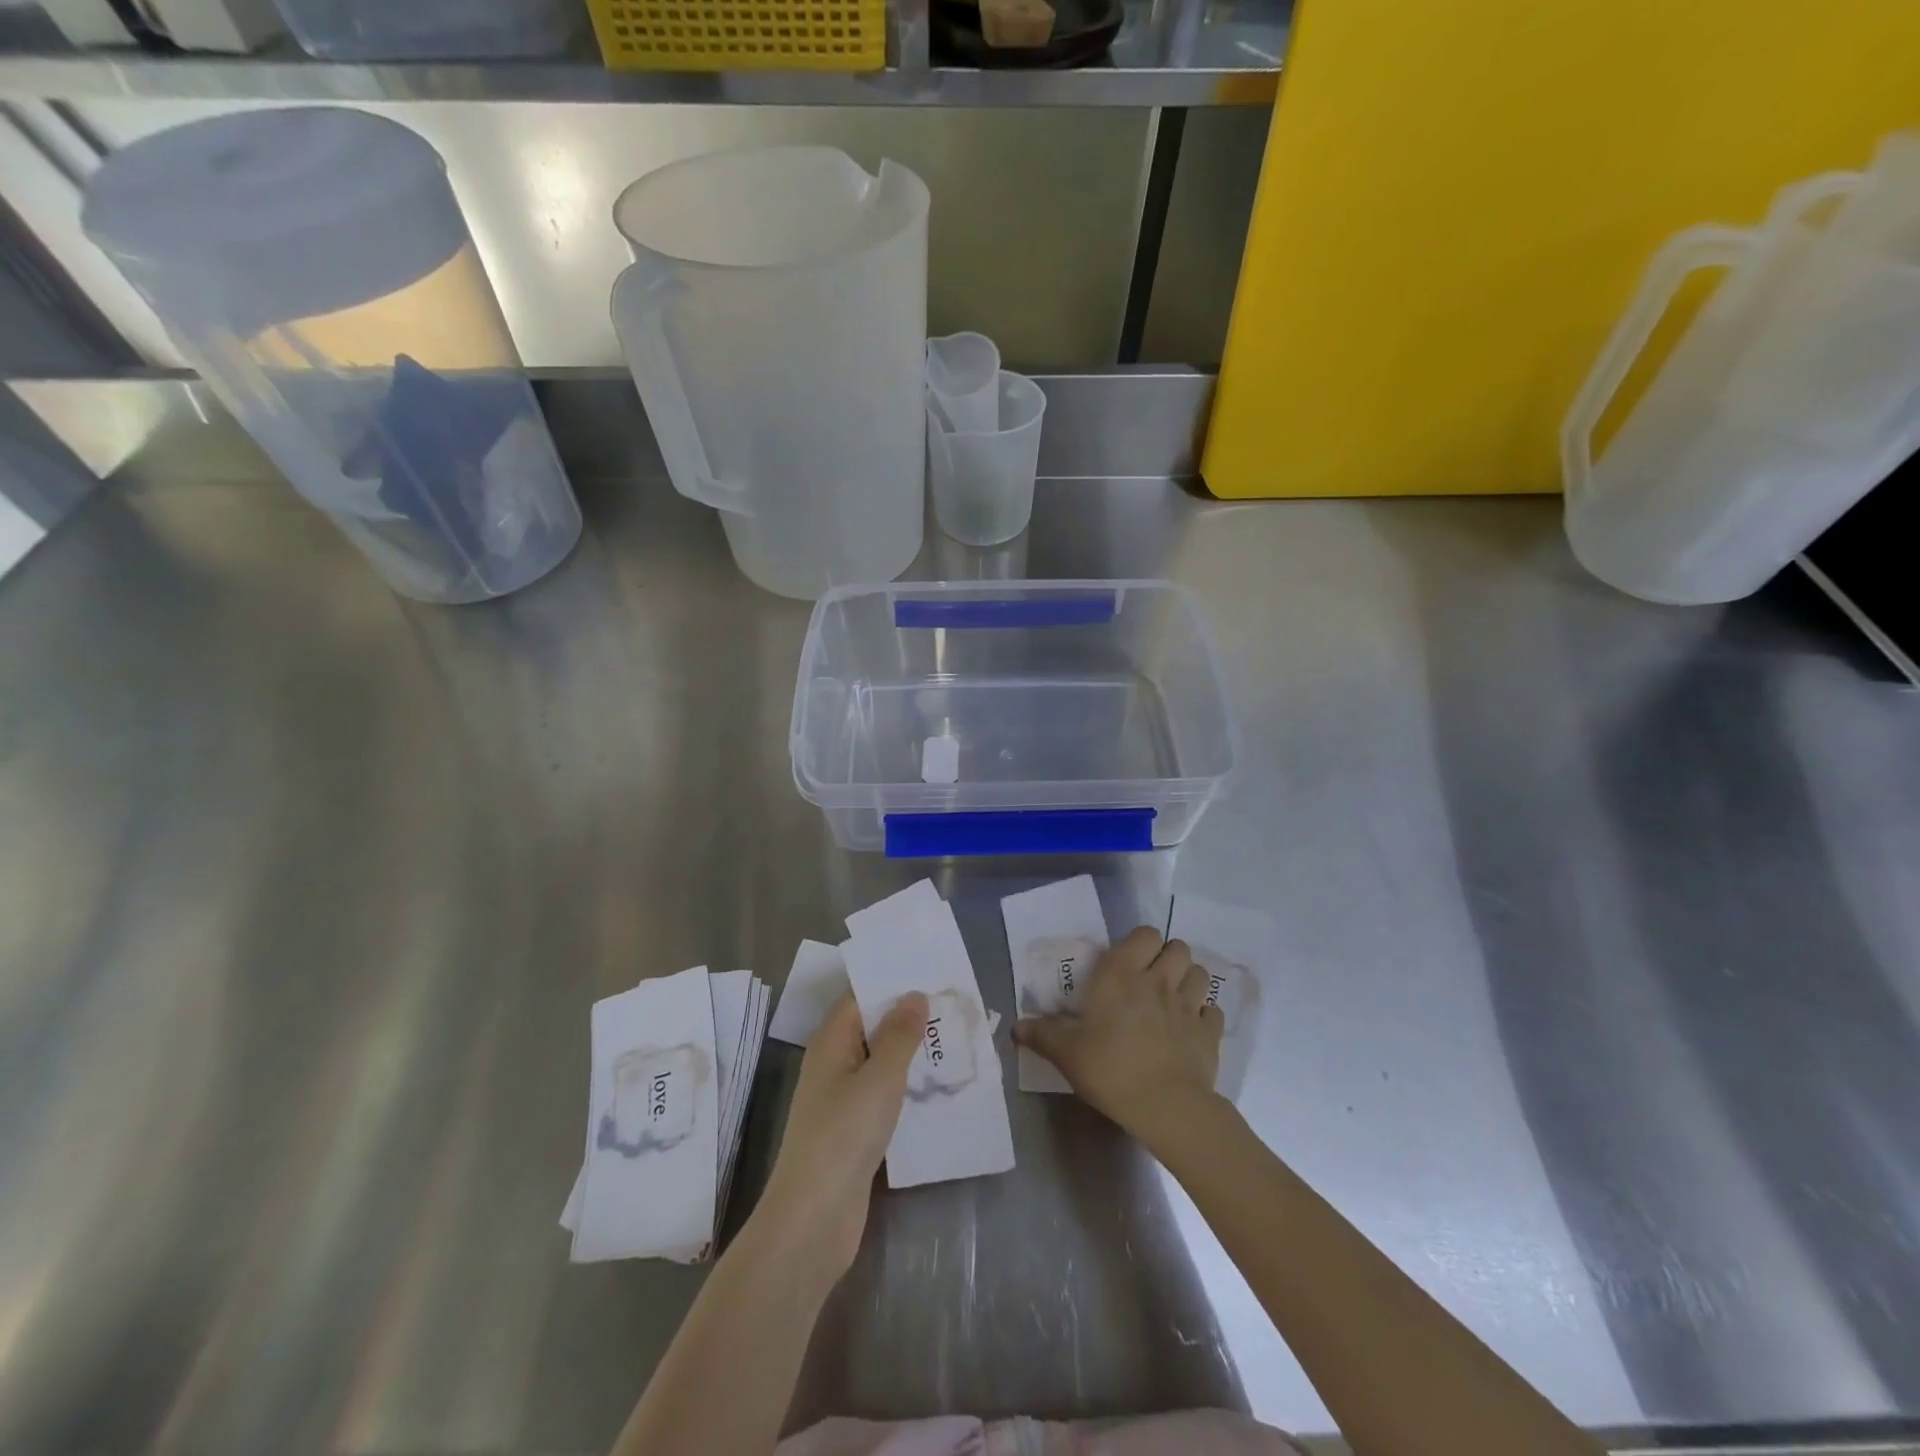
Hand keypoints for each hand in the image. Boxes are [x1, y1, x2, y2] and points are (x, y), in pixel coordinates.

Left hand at [755, 990, 927, 1278]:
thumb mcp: (879, 1078)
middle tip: (951, 1002)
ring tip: (953, 1037)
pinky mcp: (853, 1130)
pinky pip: (882, 1093)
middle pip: (870, 1026)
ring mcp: (841, 1099)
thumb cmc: (844, 1136)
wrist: (814, 1219)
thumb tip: (914, 994)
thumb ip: (899, 1035)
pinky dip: (906, 1085)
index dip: (890, 981)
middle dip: (906, 1014)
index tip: (928, 970)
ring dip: (910, 1051)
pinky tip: (936, 1086)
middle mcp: (833, 1063)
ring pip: (879, 1061)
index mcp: (831, 1042)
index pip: (859, 996)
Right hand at [1014, 926, 1224, 1148]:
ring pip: (1199, 973)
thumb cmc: (1110, 1069)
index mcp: (1122, 974)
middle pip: (1178, 947)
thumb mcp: (1067, 1054)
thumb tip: (1016, 1027)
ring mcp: (1189, 1005)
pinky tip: (1192, 1029)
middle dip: (1168, 957)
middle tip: (1152, 978)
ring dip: (1189, 980)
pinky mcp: (1210, 1033)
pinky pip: (1213, 1012)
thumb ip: (1043, 1035)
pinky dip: (1205, 1016)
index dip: (1141, 943)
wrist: (1165, 1106)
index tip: (1129, 962)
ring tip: (1174, 998)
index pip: (1144, 934)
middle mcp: (1158, 980)